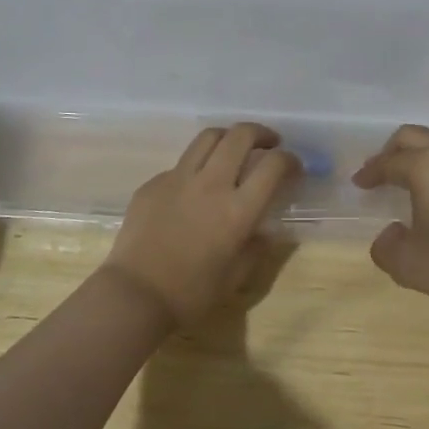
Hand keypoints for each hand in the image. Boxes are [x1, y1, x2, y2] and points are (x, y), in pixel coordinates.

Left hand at [105, 123, 299, 325]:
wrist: (135, 295)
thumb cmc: (191, 293)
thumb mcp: (235, 276)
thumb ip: (255, 248)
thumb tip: (263, 231)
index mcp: (238, 210)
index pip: (273, 166)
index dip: (289, 160)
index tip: (293, 167)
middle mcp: (211, 184)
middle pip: (240, 136)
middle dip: (261, 133)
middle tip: (268, 144)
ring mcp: (178, 179)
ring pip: (208, 137)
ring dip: (228, 137)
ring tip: (233, 149)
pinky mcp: (153, 183)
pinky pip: (180, 164)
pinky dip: (196, 166)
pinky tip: (194, 188)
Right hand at [352, 125, 428, 318]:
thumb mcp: (408, 264)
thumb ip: (385, 246)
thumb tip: (391, 232)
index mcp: (426, 166)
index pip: (389, 162)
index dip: (370, 172)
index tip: (360, 184)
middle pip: (414, 136)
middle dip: (392, 151)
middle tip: (382, 172)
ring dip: (424, 152)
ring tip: (416, 176)